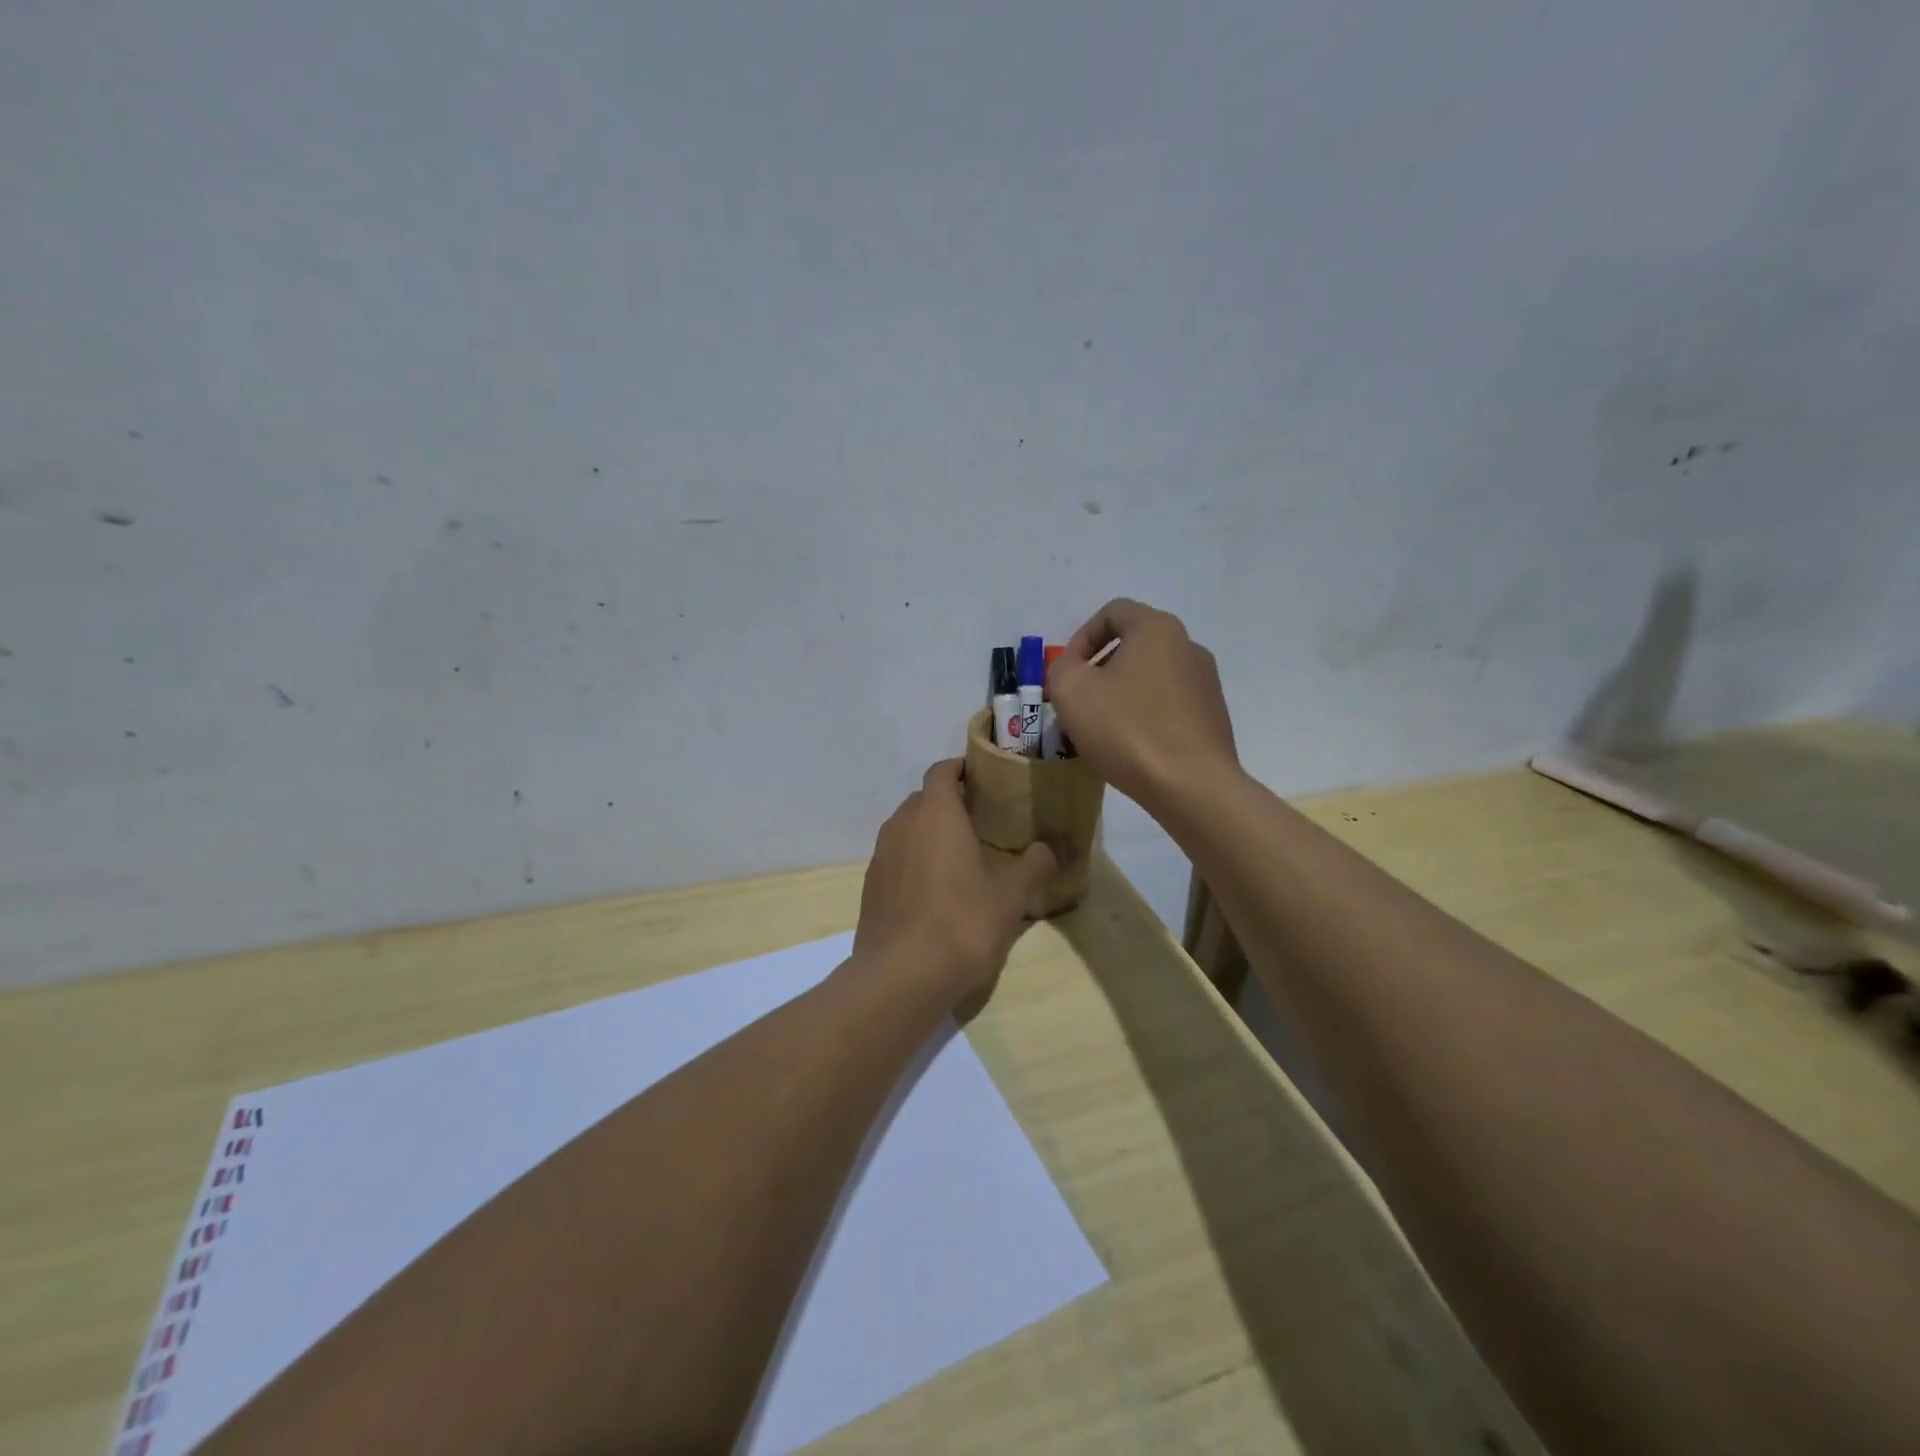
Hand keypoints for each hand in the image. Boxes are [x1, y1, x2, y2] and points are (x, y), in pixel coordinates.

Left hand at [852, 760, 1060, 1004]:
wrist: (901, 976)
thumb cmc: (962, 922)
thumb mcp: (1011, 894)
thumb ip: (1036, 864)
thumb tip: (1056, 848)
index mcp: (935, 813)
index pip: (942, 770)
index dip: (961, 769)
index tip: (985, 779)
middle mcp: (902, 824)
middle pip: (924, 798)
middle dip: (949, 802)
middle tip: (982, 820)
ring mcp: (881, 855)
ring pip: (907, 828)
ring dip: (930, 832)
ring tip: (960, 855)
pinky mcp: (870, 886)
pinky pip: (896, 857)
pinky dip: (914, 860)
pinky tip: (935, 890)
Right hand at [1048, 597, 1239, 815]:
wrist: (1192, 786)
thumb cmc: (1127, 729)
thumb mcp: (1072, 691)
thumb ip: (1061, 667)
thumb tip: (1073, 669)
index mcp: (1157, 629)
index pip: (1113, 612)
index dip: (1081, 637)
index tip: (1068, 672)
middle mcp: (1188, 646)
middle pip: (1134, 644)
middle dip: (1099, 668)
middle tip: (1078, 702)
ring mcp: (1206, 683)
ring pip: (1150, 677)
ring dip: (1121, 694)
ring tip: (1102, 729)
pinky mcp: (1213, 717)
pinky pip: (1168, 705)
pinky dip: (1145, 716)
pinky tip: (1131, 747)